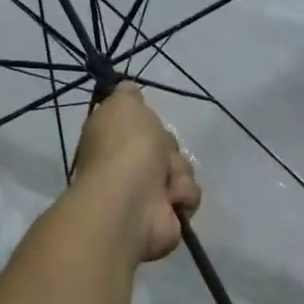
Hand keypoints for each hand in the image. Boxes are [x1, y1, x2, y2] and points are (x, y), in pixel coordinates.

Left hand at [70, 83, 200, 261]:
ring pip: (183, 169)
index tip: (148, 122)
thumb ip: (126, 94)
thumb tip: (128, 88)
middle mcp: (129, 166)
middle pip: (167, 145)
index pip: (141, 125)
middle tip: (157, 154)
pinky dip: (182, 195)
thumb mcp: (123, 106)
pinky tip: (170, 200)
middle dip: (168, 148)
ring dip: (178, 173)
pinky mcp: (168, 216)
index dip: (149, 123)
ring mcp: (148, 193)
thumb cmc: (125, 148)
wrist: (132, 201)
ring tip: (164, 182)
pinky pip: (189, 195)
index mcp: (114, 140)